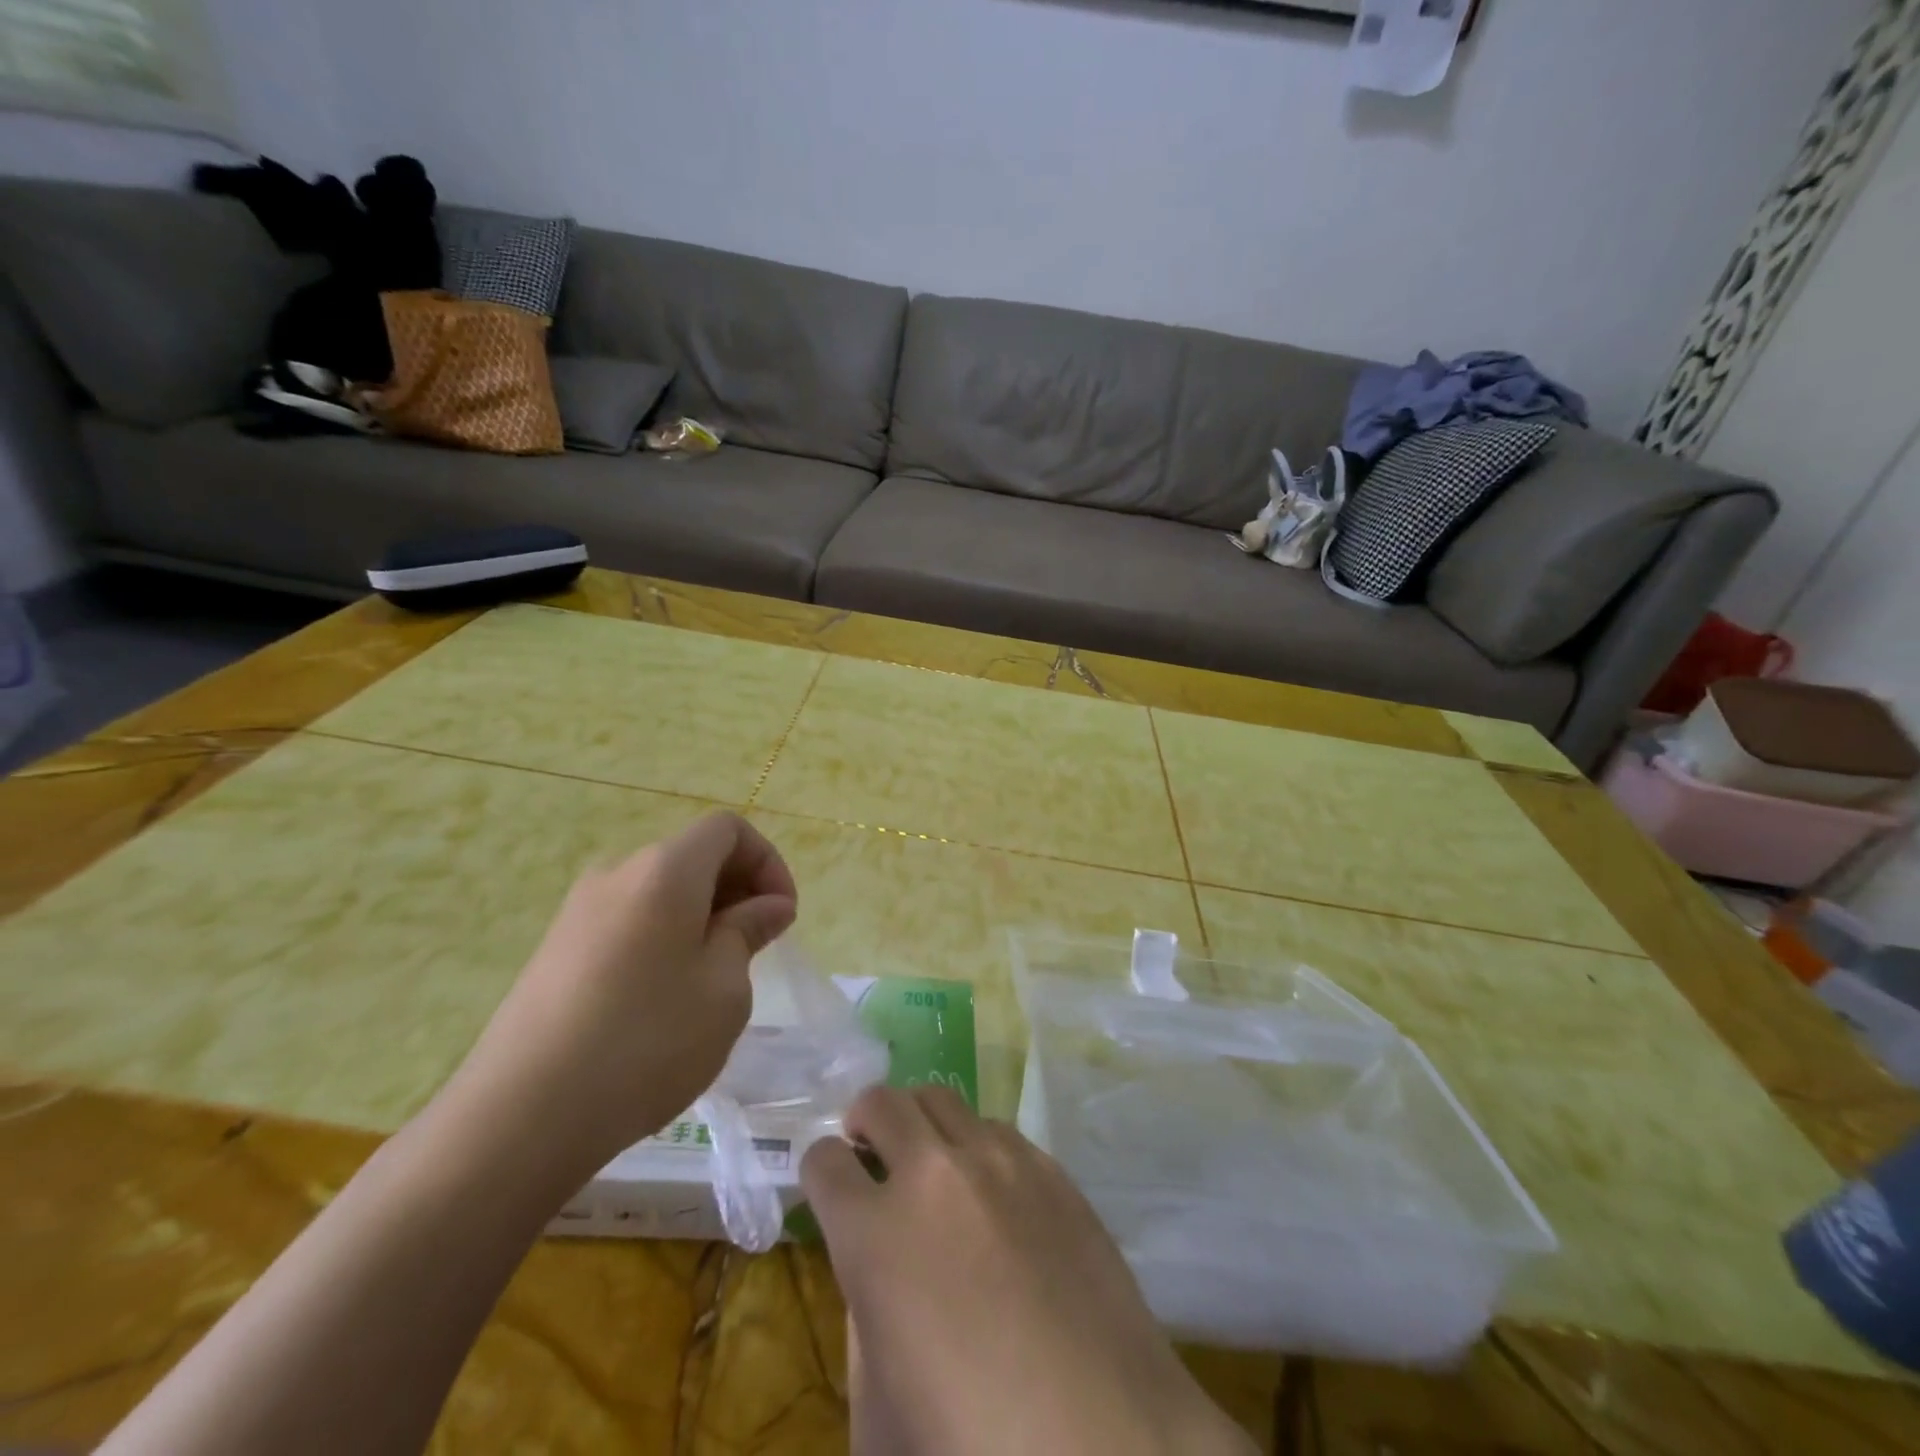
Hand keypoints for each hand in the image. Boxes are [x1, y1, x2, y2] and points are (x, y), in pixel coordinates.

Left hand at [450, 812, 797, 1184]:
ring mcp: (578, 911)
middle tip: (756, 948)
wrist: (520, 1117)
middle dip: (737, 889)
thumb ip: (750, 930)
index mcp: (665, 869)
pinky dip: (663, 937)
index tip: (781, 916)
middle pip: (692, 856)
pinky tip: (664, 997)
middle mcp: (617, 873)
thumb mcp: (724, 987)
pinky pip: (628, 921)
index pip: (728, 829)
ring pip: (660, 891)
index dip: (767, 861)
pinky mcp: (555, 949)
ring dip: (701, 916)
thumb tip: (769, 905)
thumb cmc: (647, 1041)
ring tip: (714, 977)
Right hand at [802, 1087, 1253, 1455]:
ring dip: (922, 1124)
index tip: (830, 1187)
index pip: (823, 1160)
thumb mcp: (878, 1408)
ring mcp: (998, 1160)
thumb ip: (863, 1318)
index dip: (820, 1172)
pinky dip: (976, 1146)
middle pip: (881, 1102)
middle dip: (865, 1122)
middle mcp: (933, 1174)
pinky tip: (992, 1192)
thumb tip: (874, 1270)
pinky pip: (996, 1129)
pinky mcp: (1050, 1166)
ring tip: (932, 1163)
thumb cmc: (973, 1442)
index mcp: (875, 1234)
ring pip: (941, 1098)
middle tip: (872, 1153)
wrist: (1105, 1440)